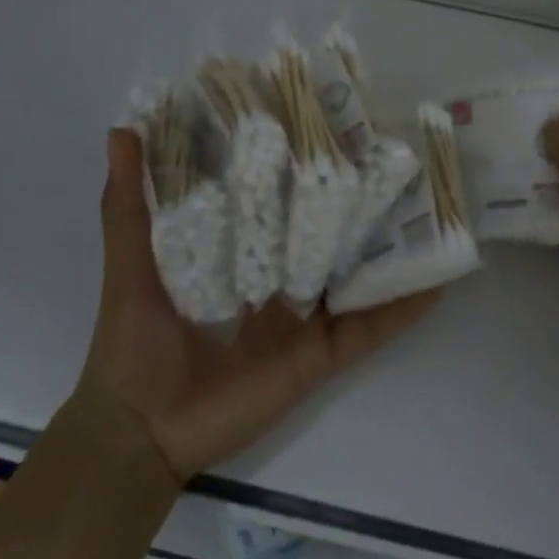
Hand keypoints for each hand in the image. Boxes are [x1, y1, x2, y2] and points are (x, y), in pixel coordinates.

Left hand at [77, 129, 442, 484]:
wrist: (138, 431)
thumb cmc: (133, 340)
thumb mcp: (131, 260)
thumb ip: (129, 201)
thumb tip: (122, 128)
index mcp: (239, 255)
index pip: (278, 203)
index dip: (299, 169)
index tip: (326, 128)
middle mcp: (277, 282)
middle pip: (324, 237)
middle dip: (352, 204)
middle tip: (391, 161)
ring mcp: (302, 320)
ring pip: (354, 278)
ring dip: (388, 250)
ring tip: (426, 210)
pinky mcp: (317, 357)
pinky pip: (367, 331)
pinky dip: (402, 310)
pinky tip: (436, 283)